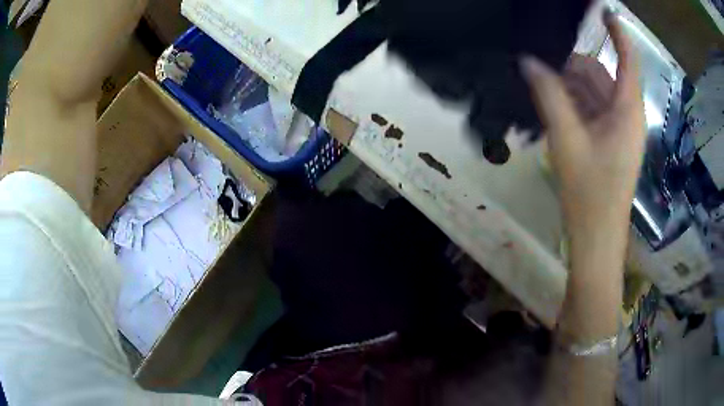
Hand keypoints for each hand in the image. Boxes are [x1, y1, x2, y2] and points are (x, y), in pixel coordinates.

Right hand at [522, 12, 645, 242]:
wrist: (597, 235)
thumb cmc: (590, 190)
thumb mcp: (567, 139)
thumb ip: (549, 95)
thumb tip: (528, 61)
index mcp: (627, 109)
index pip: (628, 59)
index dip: (617, 32)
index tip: (603, 10)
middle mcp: (627, 114)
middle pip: (602, 74)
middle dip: (573, 66)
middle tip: (540, 62)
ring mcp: (619, 129)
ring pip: (594, 93)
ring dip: (569, 87)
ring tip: (540, 88)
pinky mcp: (610, 141)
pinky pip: (592, 110)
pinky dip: (573, 104)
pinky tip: (552, 107)